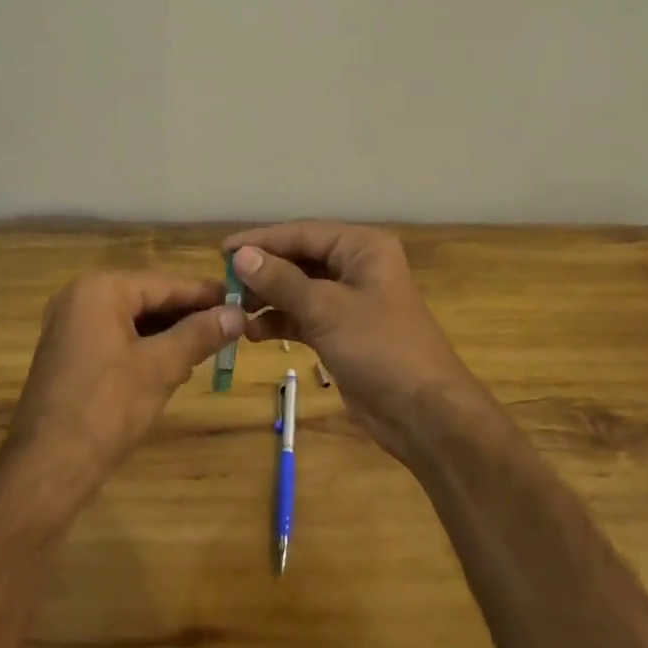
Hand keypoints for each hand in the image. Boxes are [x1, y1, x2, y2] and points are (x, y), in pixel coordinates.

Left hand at [0, 270, 243, 527]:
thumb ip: (200, 334)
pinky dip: (145, 347)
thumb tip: (238, 313)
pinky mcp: (69, 352)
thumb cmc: (106, 409)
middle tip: (230, 327)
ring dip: (169, 334)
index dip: (205, 294)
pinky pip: (116, 337)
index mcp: (99, 289)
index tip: (242, 301)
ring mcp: (71, 325)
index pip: (165, 283)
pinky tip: (174, 365)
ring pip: (134, 319)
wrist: (46, 470)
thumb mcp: (161, 367)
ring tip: (209, 348)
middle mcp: (80, 296)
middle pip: (148, 298)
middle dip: (187, 315)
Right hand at [223, 221, 482, 464]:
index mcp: (362, 247)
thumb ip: (281, 280)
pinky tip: (254, 332)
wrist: (425, 414)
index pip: (302, 233)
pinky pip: (305, 316)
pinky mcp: (343, 331)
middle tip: (224, 283)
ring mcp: (350, 300)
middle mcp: (357, 266)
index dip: (262, 240)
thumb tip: (240, 255)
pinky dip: (281, 321)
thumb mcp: (326, 309)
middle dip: (263, 271)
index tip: (222, 250)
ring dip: (268, 298)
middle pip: (300, 259)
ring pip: (299, 289)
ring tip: (234, 309)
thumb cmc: (380, 347)